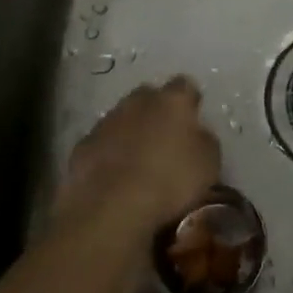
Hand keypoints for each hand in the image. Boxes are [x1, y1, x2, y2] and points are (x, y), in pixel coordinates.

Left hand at [53, 76, 220, 249]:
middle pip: (149, 96)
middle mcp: (138, 102)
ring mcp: (106, 121)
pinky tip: (114, 174)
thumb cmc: (170, 181)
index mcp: (172, 101)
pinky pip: (102, 141)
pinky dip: (109, 151)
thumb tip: (197, 134)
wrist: (112, 207)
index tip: (193, 115)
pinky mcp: (83, 145)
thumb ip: (204, 140)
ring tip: (138, 158)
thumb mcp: (208, 164)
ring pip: (122, 117)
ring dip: (130, 130)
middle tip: (165, 135)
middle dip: (156, 110)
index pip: (185, 86)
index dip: (189, 100)